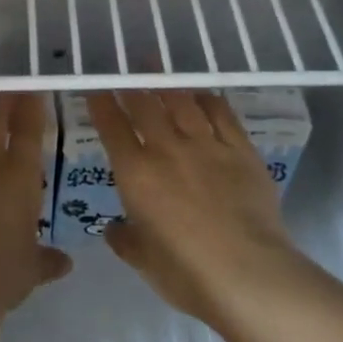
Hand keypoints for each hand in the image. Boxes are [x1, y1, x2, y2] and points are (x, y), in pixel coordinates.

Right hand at [86, 90, 299, 323]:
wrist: (247, 273)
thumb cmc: (186, 272)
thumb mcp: (144, 260)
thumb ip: (125, 239)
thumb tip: (114, 229)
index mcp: (136, 174)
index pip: (112, 128)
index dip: (101, 105)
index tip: (95, 90)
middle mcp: (167, 150)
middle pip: (145, 106)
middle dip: (132, 86)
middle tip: (126, 70)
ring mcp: (207, 146)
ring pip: (182, 103)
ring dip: (166, 83)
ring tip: (157, 68)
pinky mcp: (241, 151)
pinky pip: (222, 115)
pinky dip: (208, 100)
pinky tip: (203, 94)